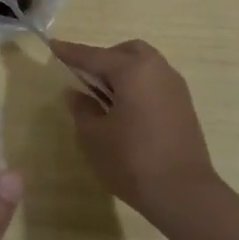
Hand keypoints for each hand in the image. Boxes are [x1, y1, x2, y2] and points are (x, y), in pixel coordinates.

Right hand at [49, 38, 218, 221]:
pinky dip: (138, 86)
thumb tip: (76, 94)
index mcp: (132, 70)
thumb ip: (82, 109)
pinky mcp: (184, 106)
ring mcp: (175, 87)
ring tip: (104, 96)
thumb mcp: (94, 136)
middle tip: (85, 77)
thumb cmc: (132, 160)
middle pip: (126, 52)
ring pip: (144, 65)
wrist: (185, 194)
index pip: (94, 56)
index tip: (53, 45)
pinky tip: (126, 110)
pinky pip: (155, 82)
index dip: (71, 52)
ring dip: (123, 72)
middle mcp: (157, 69)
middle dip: (104, 58)